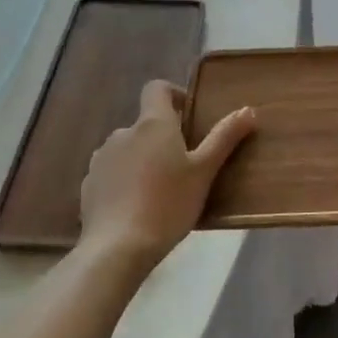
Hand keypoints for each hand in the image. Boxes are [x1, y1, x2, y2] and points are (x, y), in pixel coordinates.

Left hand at [78, 80, 255, 266]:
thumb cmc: (168, 203)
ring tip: (161, 189)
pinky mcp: (88, 185)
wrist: (117, 248)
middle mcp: (123, 133)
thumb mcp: (204, 171)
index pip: (157, 88)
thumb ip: (225, 137)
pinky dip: (125, 180)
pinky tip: (138, 206)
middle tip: (184, 164)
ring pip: (128, 149)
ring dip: (143, 159)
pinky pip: (112, 173)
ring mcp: (101, 159)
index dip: (174, 95)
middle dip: (163, 137)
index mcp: (153, 124)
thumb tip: (248, 109)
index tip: (190, 116)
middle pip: (145, 124)